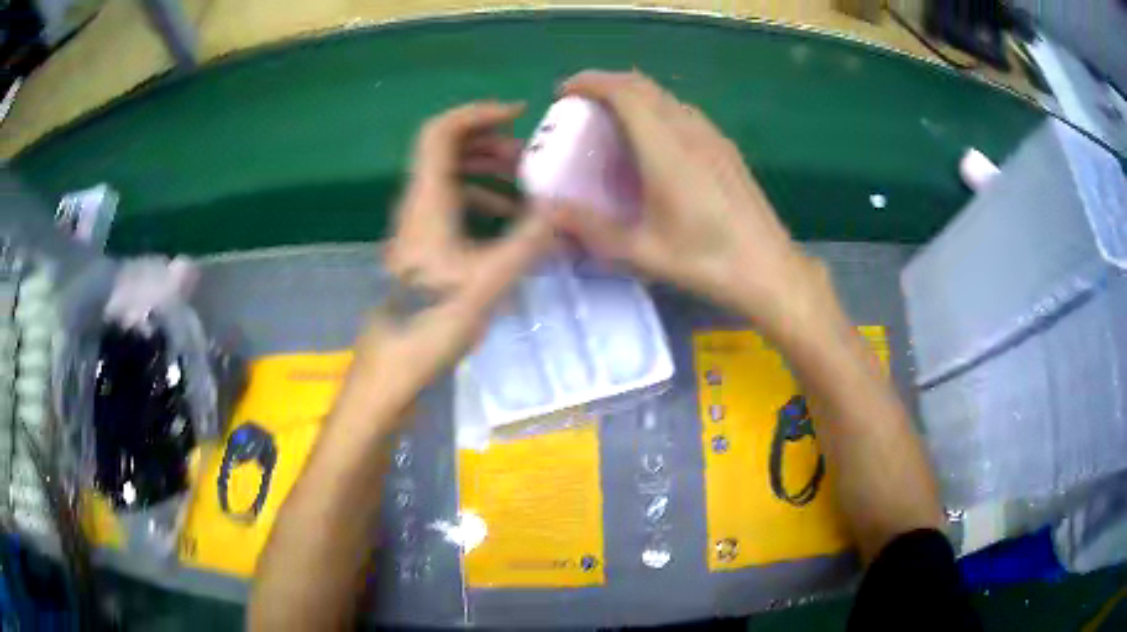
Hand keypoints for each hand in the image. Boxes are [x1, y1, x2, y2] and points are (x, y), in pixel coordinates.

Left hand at [336, 102, 553, 430]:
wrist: (393, 364)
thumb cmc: (433, 323)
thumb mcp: (489, 282)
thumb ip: (529, 242)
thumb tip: (564, 210)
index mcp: (427, 202)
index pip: (441, 132)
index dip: (477, 113)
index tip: (517, 115)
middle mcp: (417, 204)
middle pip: (445, 148)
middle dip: (488, 140)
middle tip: (526, 154)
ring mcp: (417, 224)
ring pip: (449, 175)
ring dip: (485, 168)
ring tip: (523, 182)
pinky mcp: (422, 243)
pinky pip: (451, 202)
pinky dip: (480, 197)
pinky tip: (507, 218)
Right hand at [548, 71, 826, 335]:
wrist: (767, 269)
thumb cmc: (705, 260)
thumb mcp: (641, 251)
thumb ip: (591, 228)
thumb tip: (547, 211)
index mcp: (666, 148)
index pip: (625, 92)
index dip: (591, 82)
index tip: (564, 92)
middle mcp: (690, 131)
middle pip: (644, 86)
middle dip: (607, 84)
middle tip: (581, 104)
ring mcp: (713, 137)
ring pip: (667, 97)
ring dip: (635, 95)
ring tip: (613, 120)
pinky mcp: (726, 149)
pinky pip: (684, 113)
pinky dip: (658, 110)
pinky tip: (653, 142)